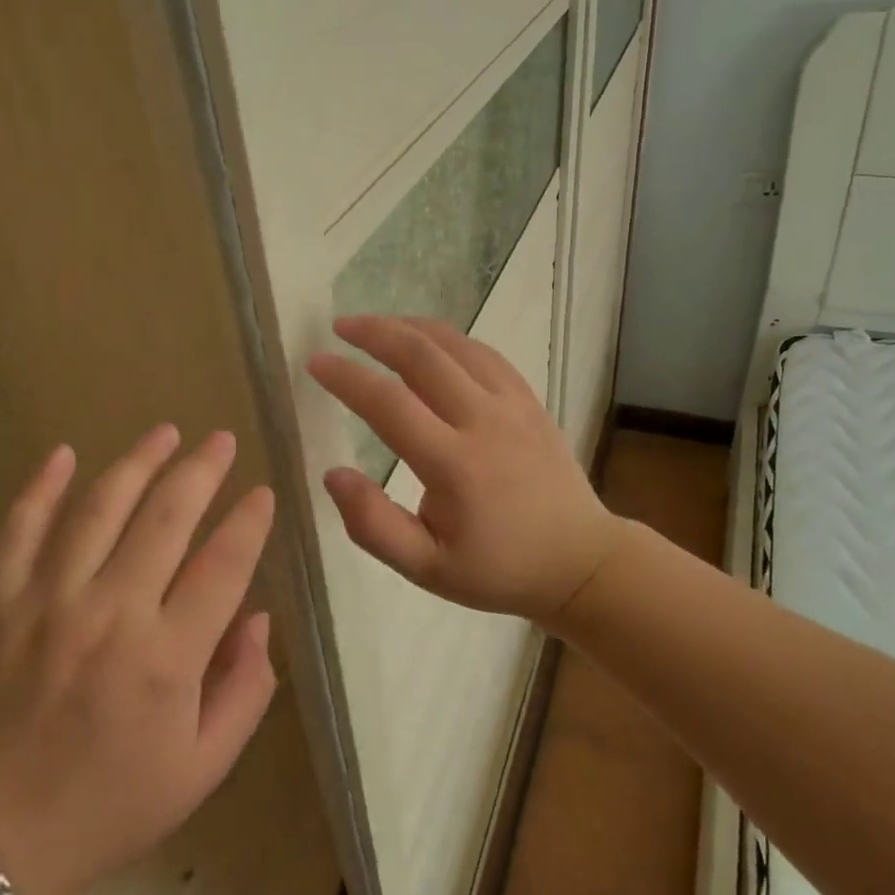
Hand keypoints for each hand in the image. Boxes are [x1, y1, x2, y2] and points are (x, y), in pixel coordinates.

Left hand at [0, 427, 277, 894]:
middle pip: (166, 517)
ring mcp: (48, 602)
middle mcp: (111, 613)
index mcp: (167, 657)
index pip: (223, 564)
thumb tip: (259, 618)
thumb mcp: (202, 769)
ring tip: (165, 432)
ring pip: (99, 509)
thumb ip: (246, 690)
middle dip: (201, 470)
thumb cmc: (108, 806)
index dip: (250, 522)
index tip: (264, 493)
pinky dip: (40, 488)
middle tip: (221, 439)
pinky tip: (63, 454)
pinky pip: (19, 531)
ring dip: (136, 462)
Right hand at [307, 316, 626, 623]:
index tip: (316, 362)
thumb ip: (374, 525)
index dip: (347, 378)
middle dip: (375, 333)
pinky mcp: (529, 400)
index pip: (389, 404)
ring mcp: (513, 405)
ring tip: (376, 326)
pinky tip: (429, 341)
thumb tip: (332, 474)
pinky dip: (449, 338)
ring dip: (410, 327)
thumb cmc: (497, 569)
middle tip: (340, 327)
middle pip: (422, 356)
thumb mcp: (427, 568)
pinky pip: (485, 354)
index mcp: (455, 466)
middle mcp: (484, 422)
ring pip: (456, 345)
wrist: (578, 561)